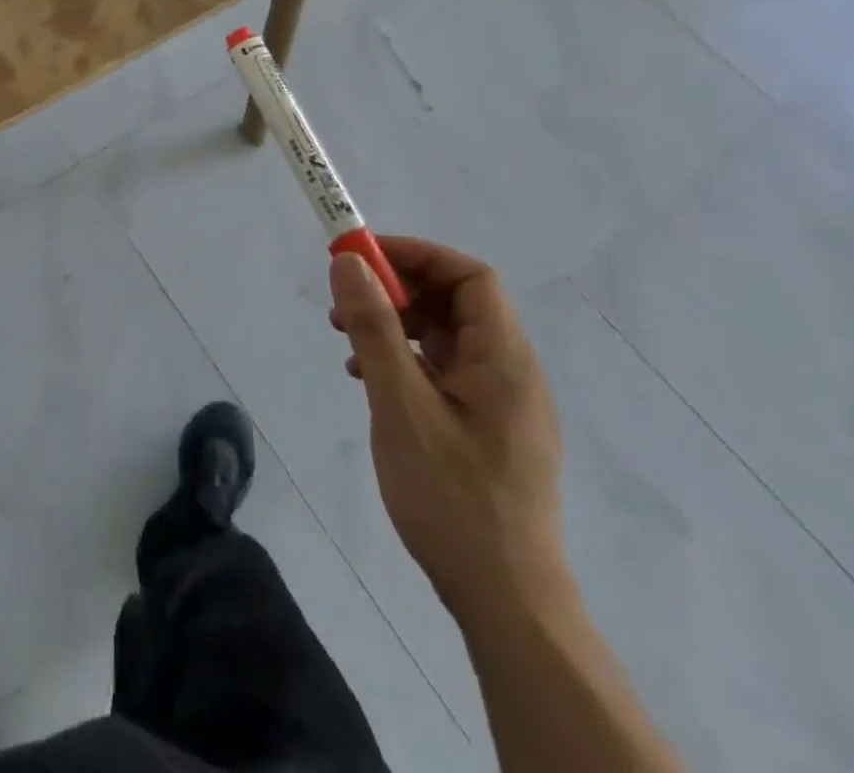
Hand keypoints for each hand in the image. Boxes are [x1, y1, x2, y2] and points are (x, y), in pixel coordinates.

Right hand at [330, 236, 569, 621]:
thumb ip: (375, 329)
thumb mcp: (401, 405)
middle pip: (456, 302)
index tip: (360, 259)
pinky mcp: (486, 428)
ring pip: (445, 337)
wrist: (505, 599)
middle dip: (396, 290)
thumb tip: (349, 262)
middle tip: (343, 303)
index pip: (470, 276)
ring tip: (346, 343)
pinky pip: (443, 370)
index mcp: (503, 359)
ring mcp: (500, 402)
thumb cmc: (452, 496)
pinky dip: (404, 359)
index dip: (416, 255)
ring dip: (395, 325)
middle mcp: (510, 371)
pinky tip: (368, 381)